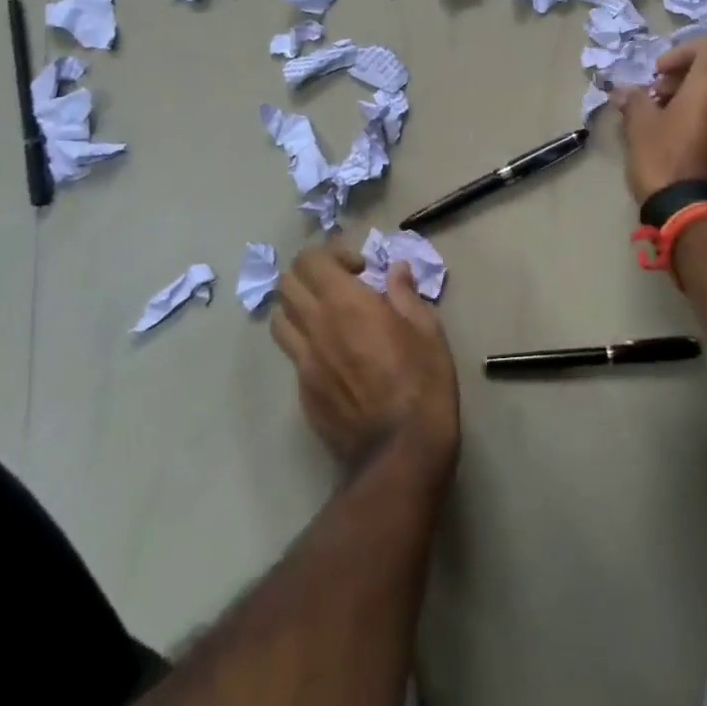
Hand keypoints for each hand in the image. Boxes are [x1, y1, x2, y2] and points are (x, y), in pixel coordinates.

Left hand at [271, 240, 459, 485]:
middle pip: (287, 283)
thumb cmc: (423, 382)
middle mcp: (315, 326)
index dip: (331, 254)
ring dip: (299, 307)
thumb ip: (405, 294)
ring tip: (328, 317)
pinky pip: (292, 354)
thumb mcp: (427, 329)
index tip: (361, 269)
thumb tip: (395, 269)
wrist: (400, 451)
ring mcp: (303, 362)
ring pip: (279, 319)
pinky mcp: (302, 392)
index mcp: (345, 303)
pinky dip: (305, 342)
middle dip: (311, 275)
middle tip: (342, 286)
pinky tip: (334, 355)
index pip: (311, 260)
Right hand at [611, 34, 706, 205]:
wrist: (691, 213)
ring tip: (663, 117)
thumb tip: (624, 92)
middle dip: (684, 74)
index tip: (660, 73)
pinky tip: (677, 137)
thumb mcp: (639, 126)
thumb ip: (634, 100)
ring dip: (692, 96)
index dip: (684, 50)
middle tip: (656, 94)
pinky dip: (703, 115)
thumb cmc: (663, 160)